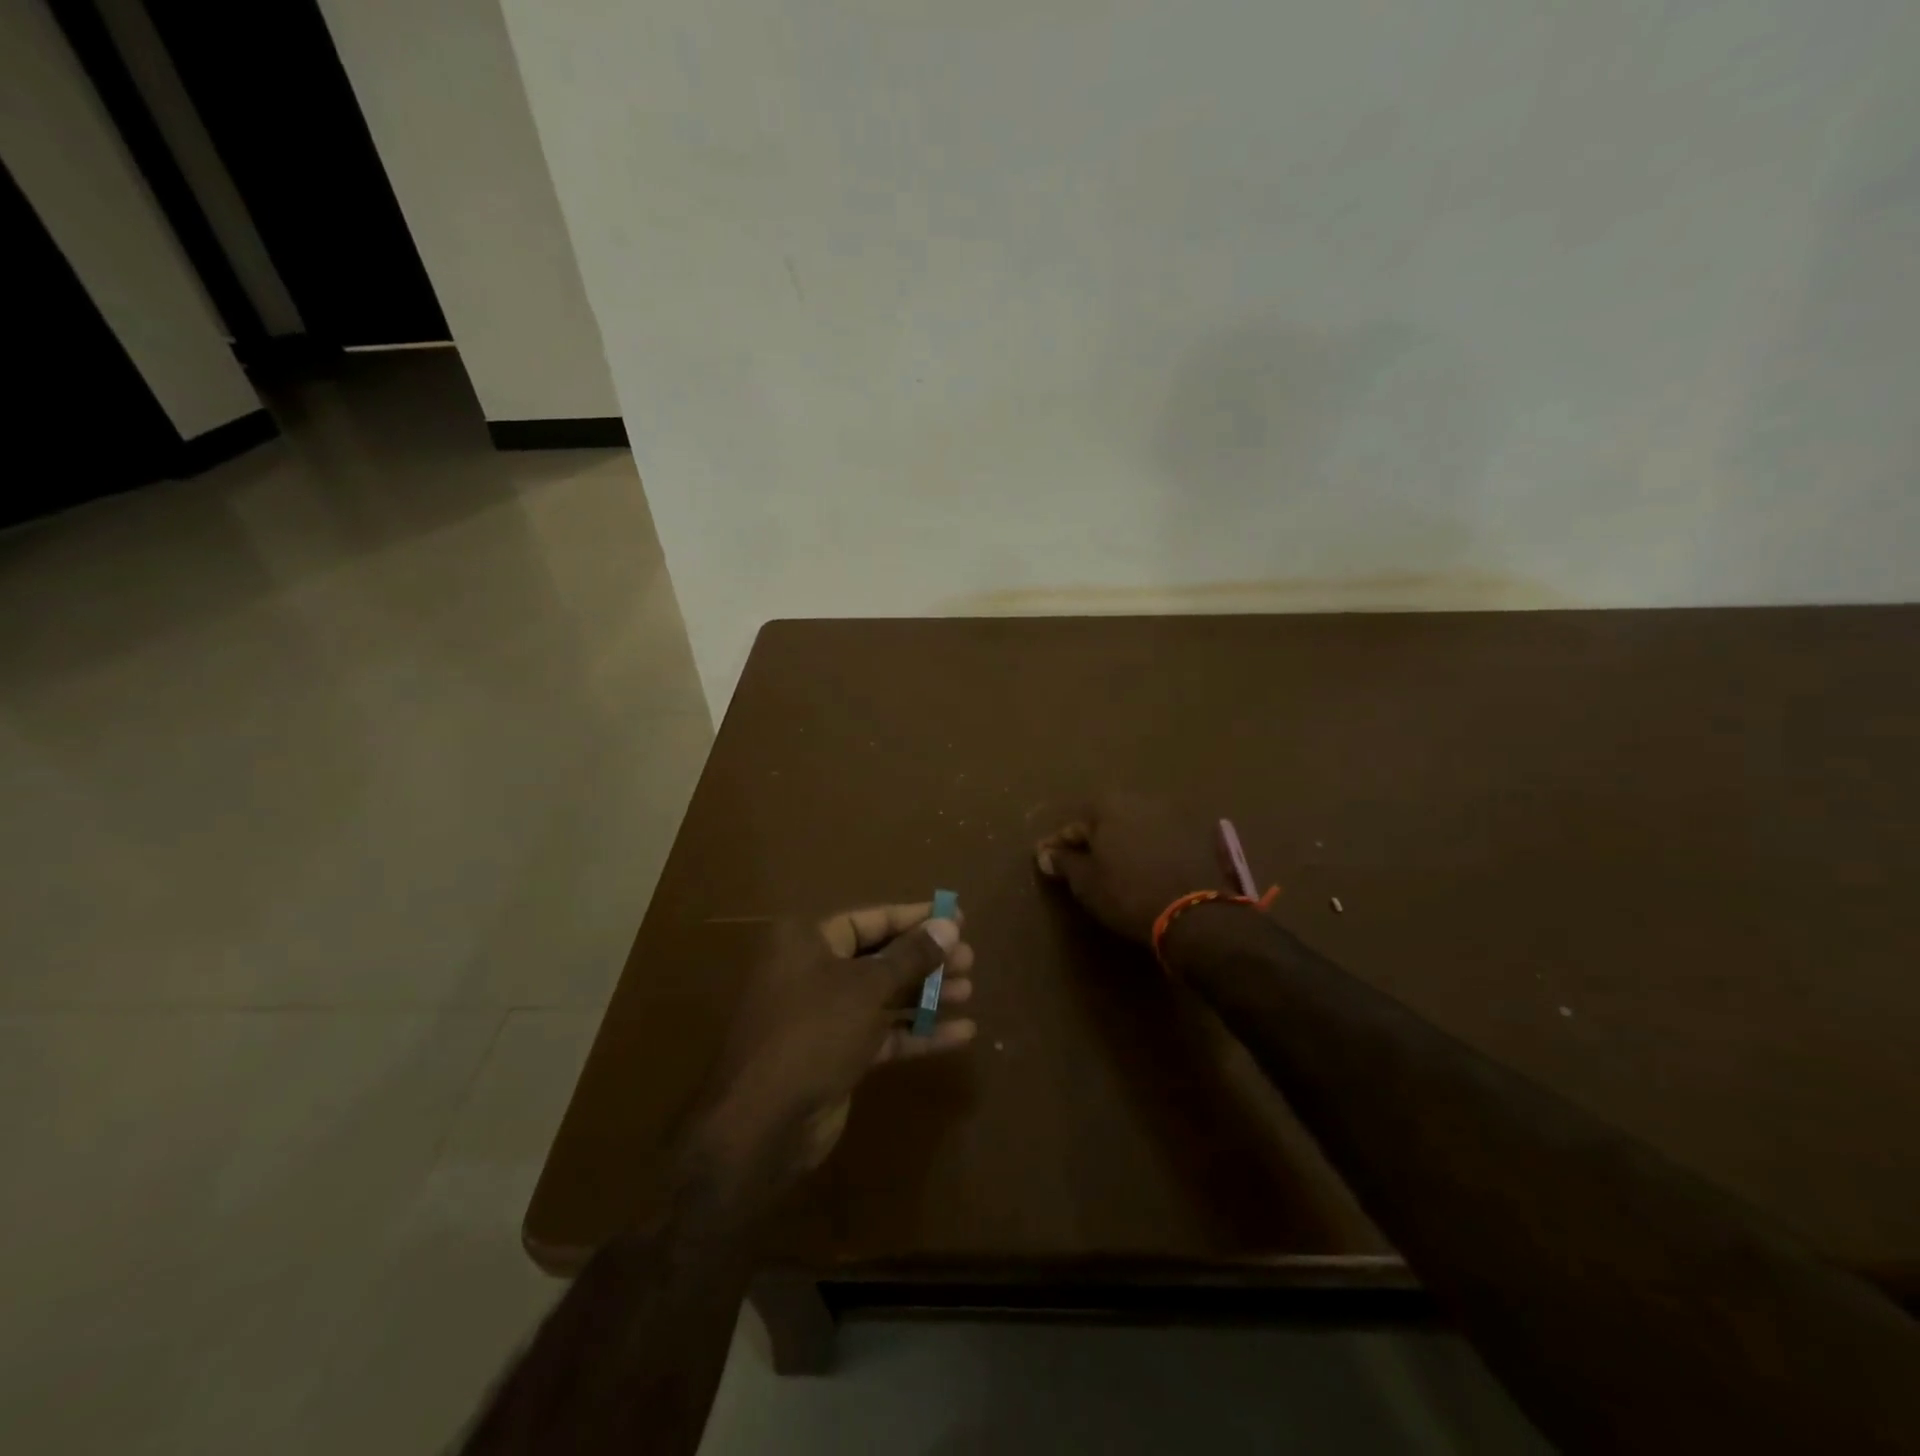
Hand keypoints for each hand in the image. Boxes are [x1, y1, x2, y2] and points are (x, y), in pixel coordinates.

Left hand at [699, 903, 975, 1182]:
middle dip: (926, 959)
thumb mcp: (868, 987)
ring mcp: (825, 1016)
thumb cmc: (815, 1032)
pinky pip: (883, 1033)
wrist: (764, 1123)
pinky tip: (960, 1034)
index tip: (956, 918)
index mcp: (809, 941)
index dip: (915, 918)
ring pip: (884, 996)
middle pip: (880, 957)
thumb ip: (912, 956)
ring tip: (969, 991)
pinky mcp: (837, 1054)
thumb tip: (950, 924)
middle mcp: (814, 971)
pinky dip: (917, 1032)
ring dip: (927, 994)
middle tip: (970, 959)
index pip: (871, 919)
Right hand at [1035, 793, 1232, 943]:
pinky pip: (1158, 839)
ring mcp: (1170, 815)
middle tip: (1078, 863)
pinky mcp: (1194, 835)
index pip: (1072, 826)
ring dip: (1121, 843)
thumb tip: (1046, 854)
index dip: (1056, 846)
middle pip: (1105, 821)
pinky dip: (1146, 850)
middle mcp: (1139, 800)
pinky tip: (1141, 869)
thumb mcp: (1086, 882)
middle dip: (1091, 840)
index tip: (1044, 860)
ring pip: (1134, 828)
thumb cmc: (1127, 892)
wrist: (1193, 911)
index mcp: (1108, 805)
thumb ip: (1064, 863)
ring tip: (1110, 867)